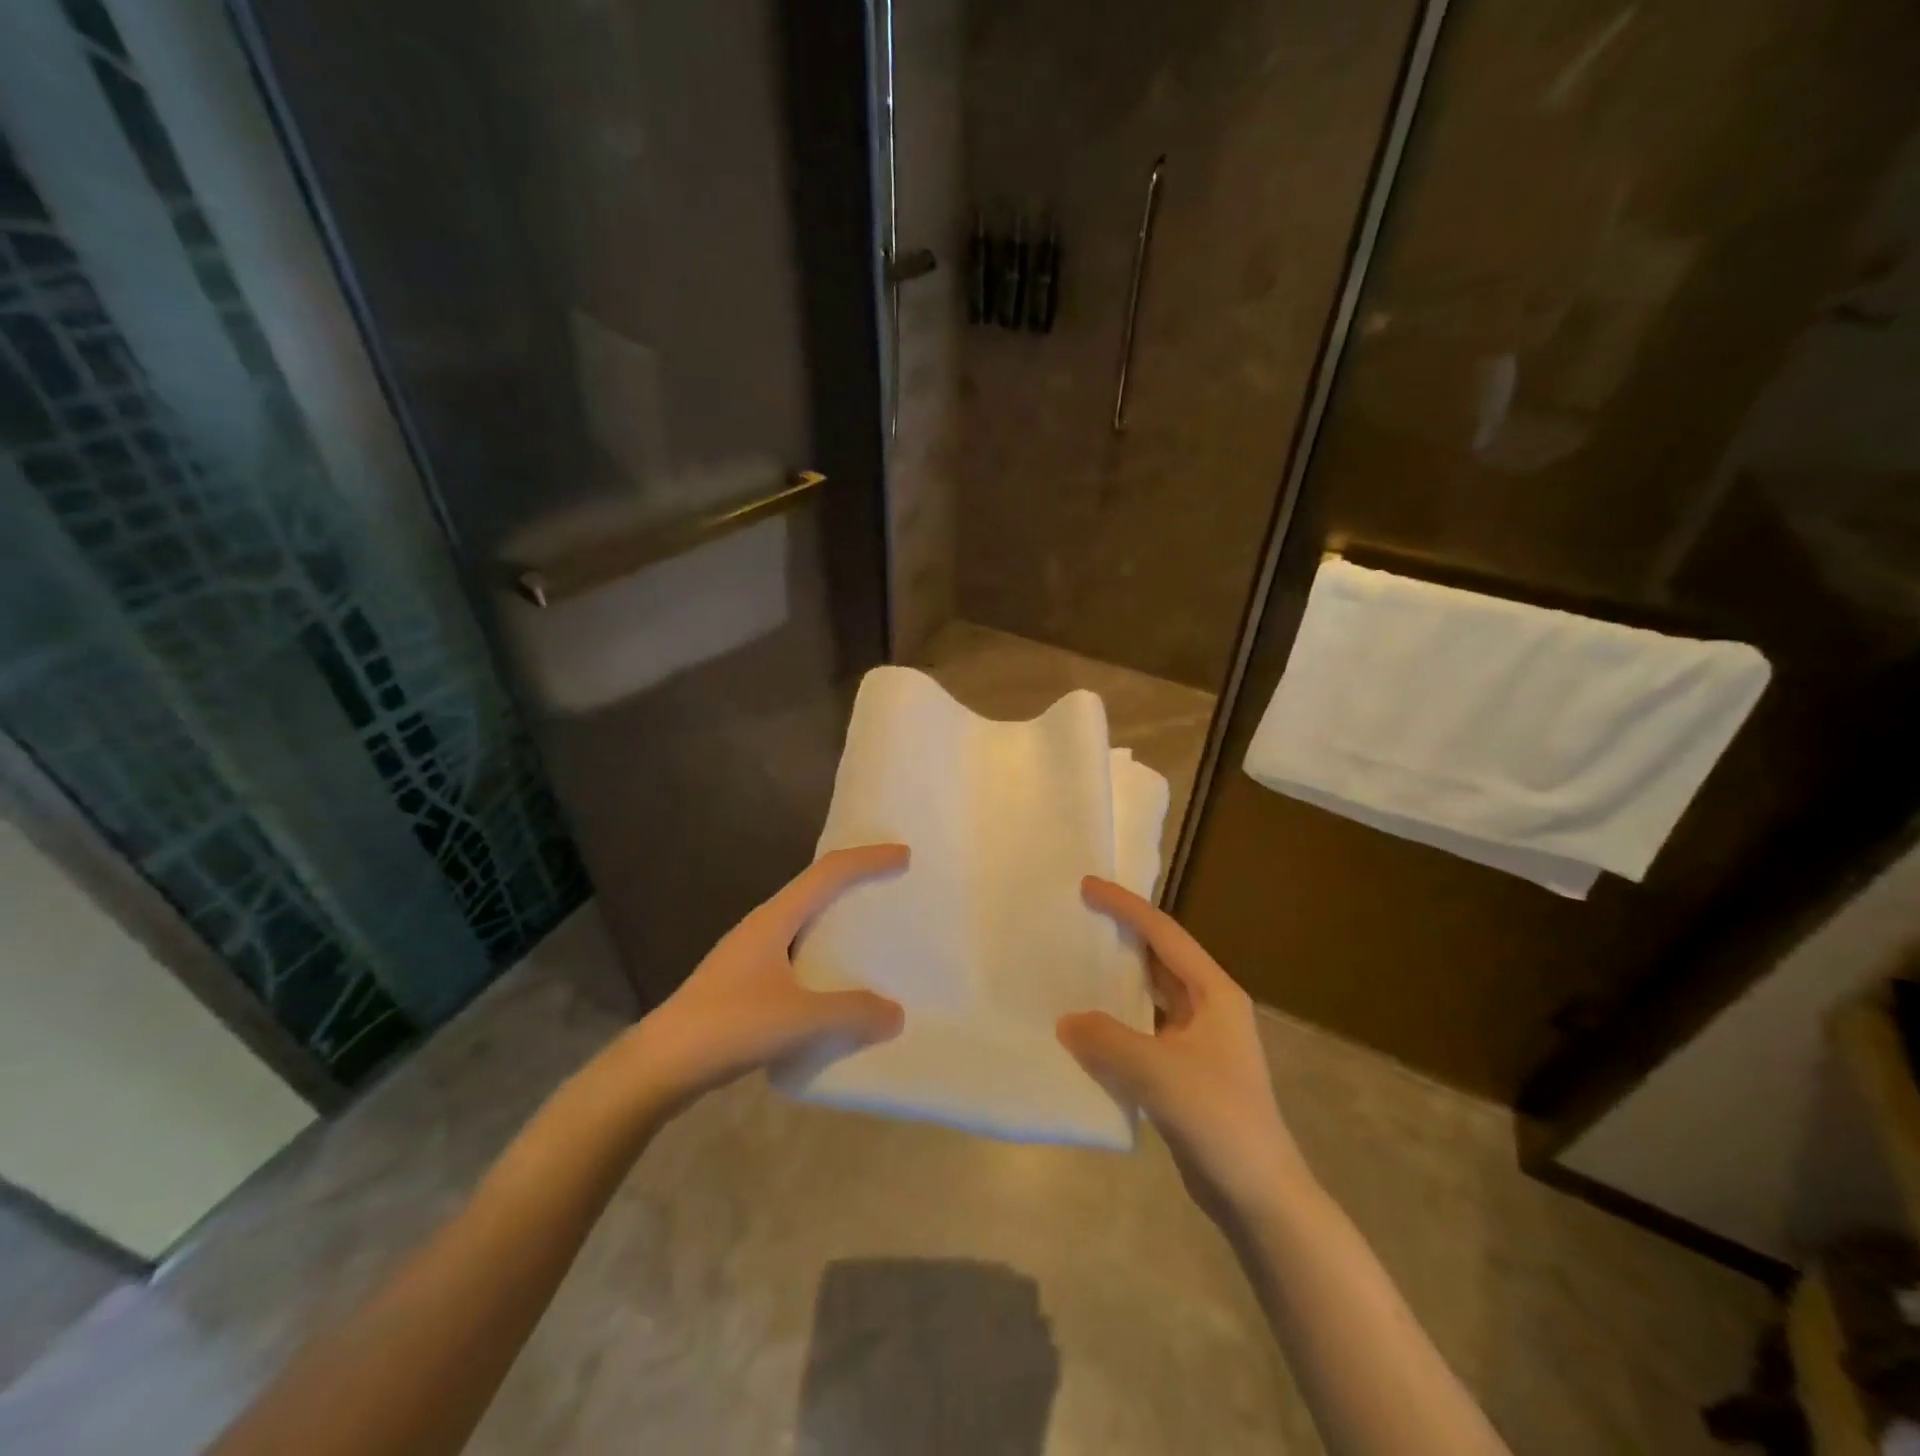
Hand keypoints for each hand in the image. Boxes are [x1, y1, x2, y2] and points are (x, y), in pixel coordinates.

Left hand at [622, 844, 909, 1116]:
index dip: (868, 859)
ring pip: (805, 922)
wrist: (658, 1066)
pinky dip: (825, 955)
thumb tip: (895, 1013)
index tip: (904, 855)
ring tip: (873, 933)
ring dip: (839, 919)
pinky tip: (836, 984)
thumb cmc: (728, 1026)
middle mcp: (763, 926)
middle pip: (816, 888)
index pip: (828, 873)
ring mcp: (751, 954)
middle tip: (893, 887)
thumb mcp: (798, 1020)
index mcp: (775, 919)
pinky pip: (797, 953)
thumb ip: (850, 1013)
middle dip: (856, 881)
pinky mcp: (745, 983)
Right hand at [1059, 877, 1310, 1220]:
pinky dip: (1118, 1022)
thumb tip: (1066, 1020)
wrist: (1259, 1195)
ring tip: (1076, 964)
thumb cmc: (1218, 1118)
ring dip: (1119, 980)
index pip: (1164, 934)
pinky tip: (1087, 1028)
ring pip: (1152, 995)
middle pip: (1160, 958)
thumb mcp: (1157, 1071)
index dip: (1126, 907)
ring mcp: (1200, 1041)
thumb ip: (1106, 1039)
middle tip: (1079, 918)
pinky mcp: (1187, 1071)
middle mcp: (1210, 1008)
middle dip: (1123, 936)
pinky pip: (1145, 1030)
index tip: (1088, 887)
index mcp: (1215, 993)